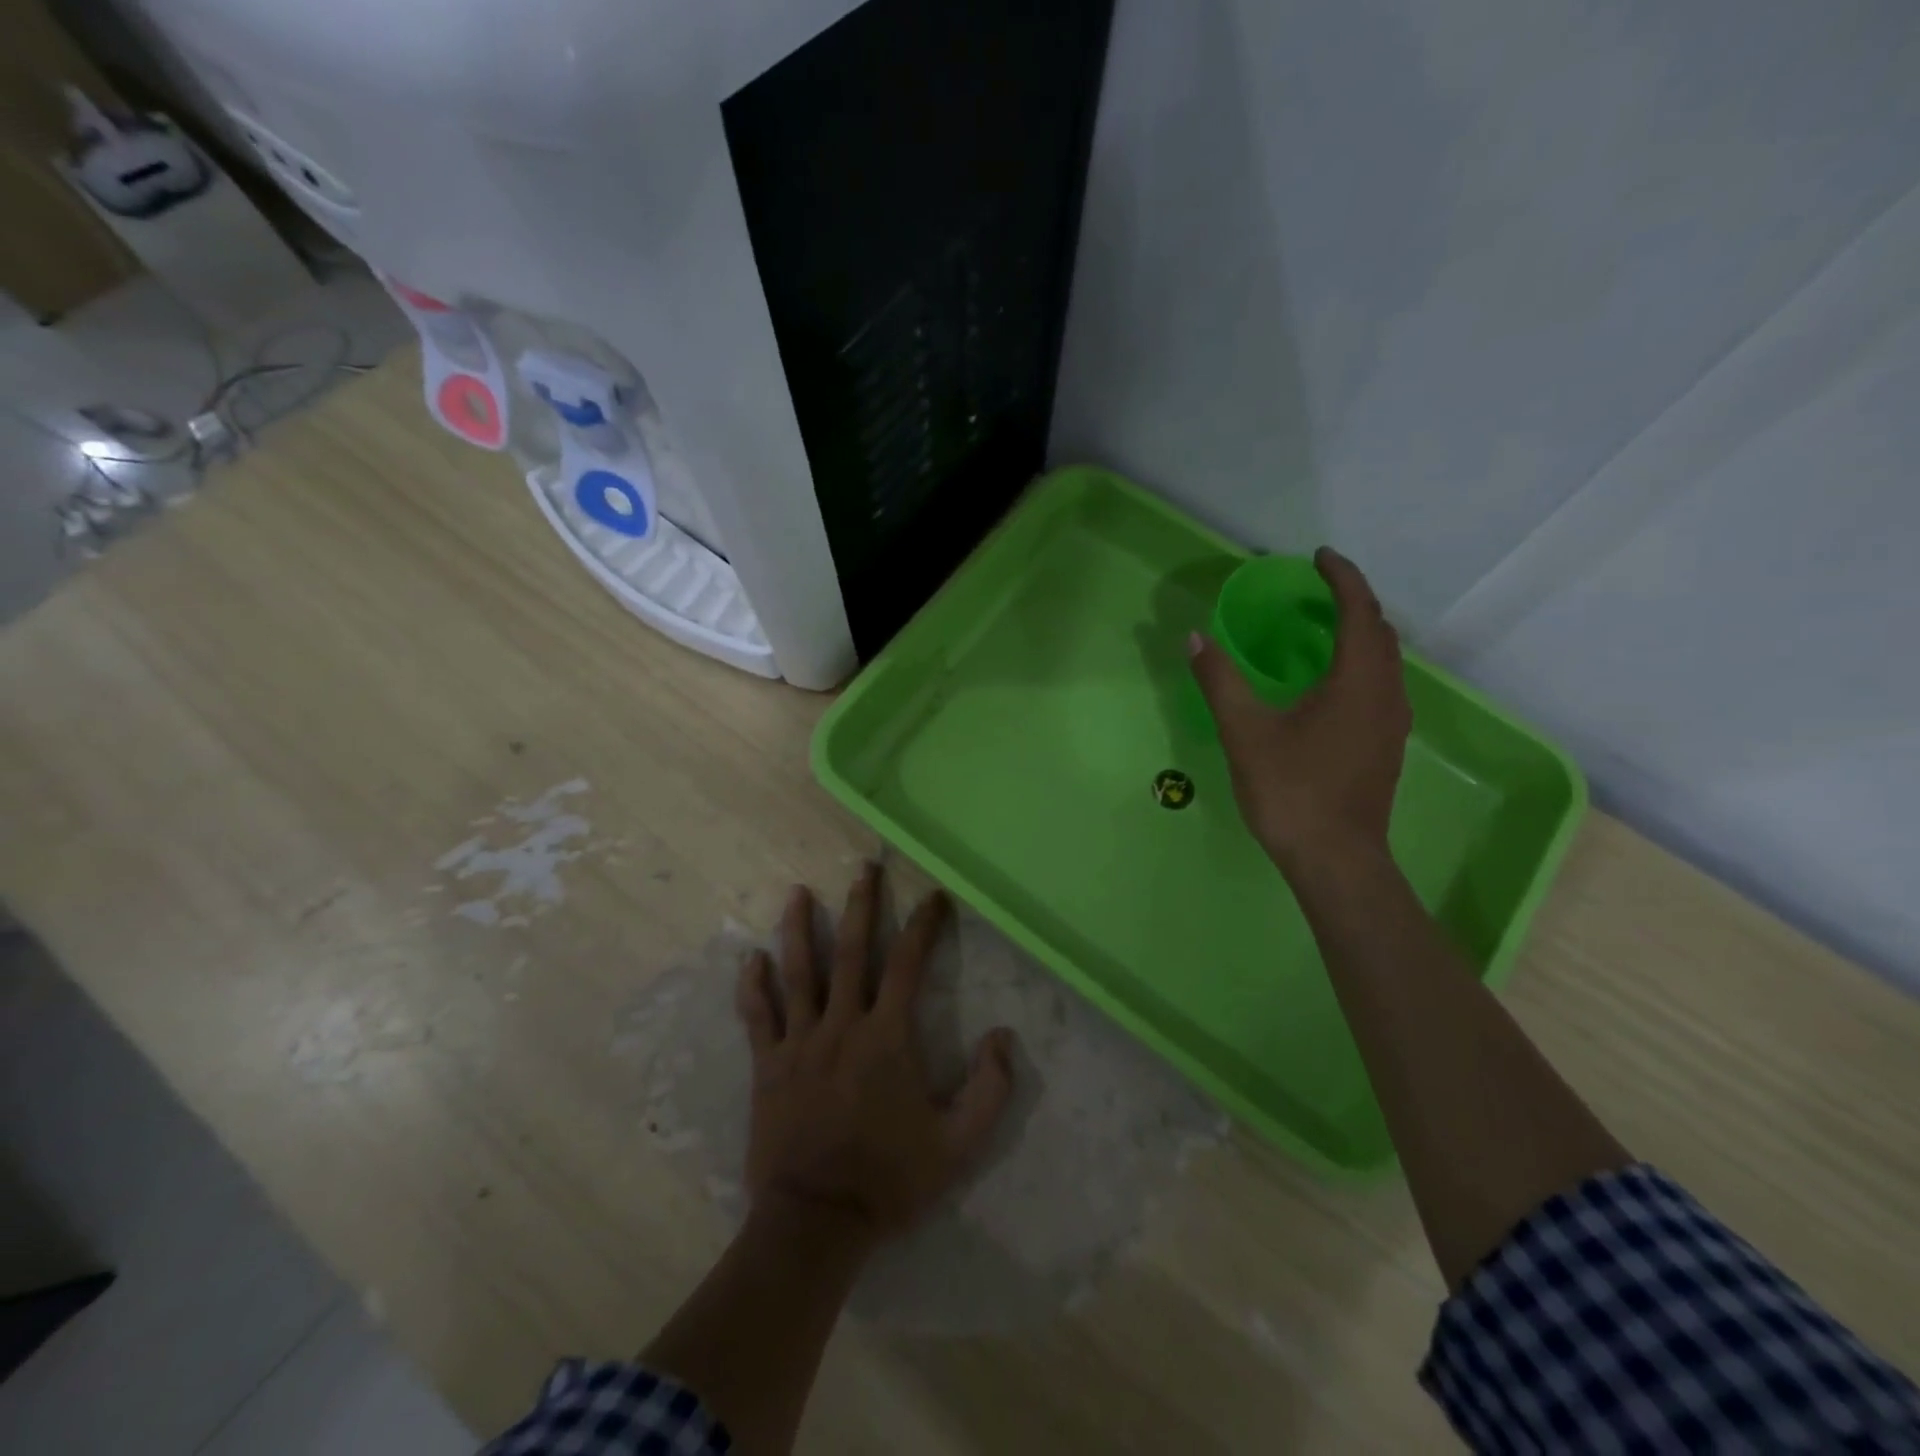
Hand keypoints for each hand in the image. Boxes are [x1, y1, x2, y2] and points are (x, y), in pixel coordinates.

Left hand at [734, 865, 1016, 1251]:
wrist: (816, 1222)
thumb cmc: (889, 1180)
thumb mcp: (958, 1145)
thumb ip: (989, 1090)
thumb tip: (1003, 1036)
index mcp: (887, 1038)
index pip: (908, 965)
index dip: (924, 926)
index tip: (934, 896)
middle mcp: (842, 1025)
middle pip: (852, 952)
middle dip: (862, 906)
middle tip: (865, 868)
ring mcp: (799, 1043)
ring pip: (798, 973)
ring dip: (800, 929)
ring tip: (799, 893)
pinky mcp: (767, 1066)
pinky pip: (757, 1017)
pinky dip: (752, 986)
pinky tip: (749, 959)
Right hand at [1190, 547, 1411, 876]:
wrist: (1335, 858)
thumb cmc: (1291, 790)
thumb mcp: (1245, 732)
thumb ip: (1220, 680)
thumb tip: (1195, 637)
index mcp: (1357, 681)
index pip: (1360, 610)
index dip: (1342, 578)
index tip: (1318, 557)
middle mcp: (1386, 693)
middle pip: (1380, 631)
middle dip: (1351, 602)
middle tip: (1313, 592)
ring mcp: (1391, 722)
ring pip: (1384, 660)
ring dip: (1358, 634)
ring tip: (1319, 629)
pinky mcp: (1386, 745)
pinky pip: (1380, 684)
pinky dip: (1359, 663)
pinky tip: (1327, 683)